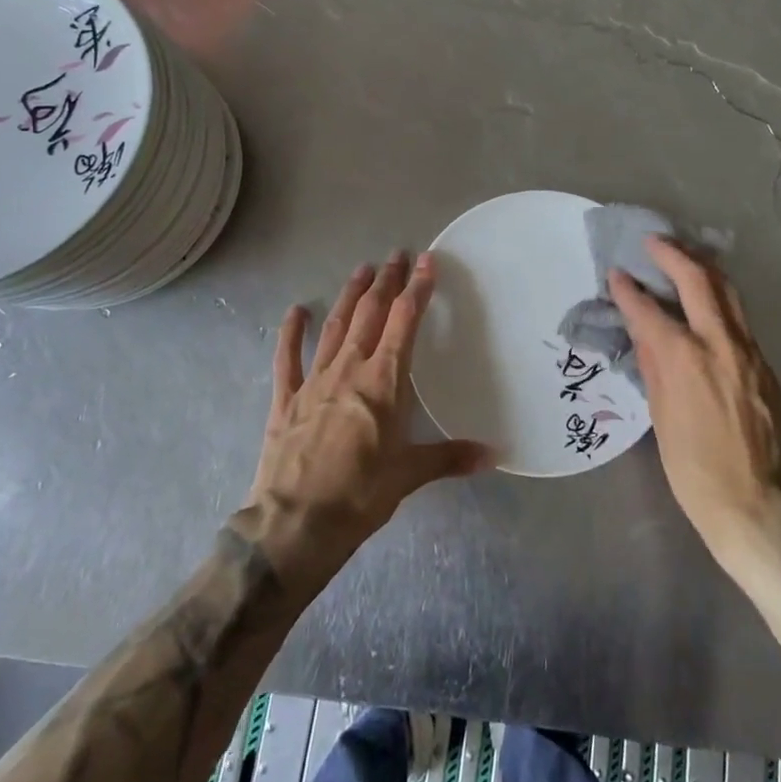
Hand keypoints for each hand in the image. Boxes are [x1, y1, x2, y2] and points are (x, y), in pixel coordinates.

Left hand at [241, 252, 492, 593]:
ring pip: (336, 326)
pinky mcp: (286, 399)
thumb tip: (494, 455)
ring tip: (362, 269)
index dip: (417, 289)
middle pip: (370, 313)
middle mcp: (350, 369)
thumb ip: (450, 458)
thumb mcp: (410, 475)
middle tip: (396, 255)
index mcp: (383, 381)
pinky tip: (297, 310)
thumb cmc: (359, 496)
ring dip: (350, 296)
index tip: (426, 261)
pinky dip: (292, 332)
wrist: (294, 525)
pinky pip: (288, 358)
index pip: (405, 322)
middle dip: (386, 281)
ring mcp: (314, 381)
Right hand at [609, 238, 780, 573]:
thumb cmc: (692, 467)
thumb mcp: (660, 415)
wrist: (753, 503)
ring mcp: (749, 352)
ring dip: (704, 269)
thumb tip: (645, 332)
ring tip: (684, 258)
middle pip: (699, 281)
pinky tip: (708, 306)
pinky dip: (720, 301)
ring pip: (729, 293)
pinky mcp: (765, 366)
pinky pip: (740, 320)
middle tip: (654, 242)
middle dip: (673, 255)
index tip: (617, 273)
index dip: (629, 290)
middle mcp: (720, 343)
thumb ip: (654, 365)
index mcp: (685, 358)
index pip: (650, 310)